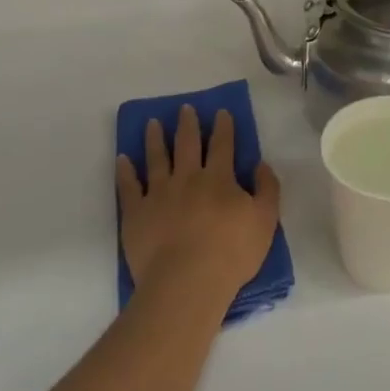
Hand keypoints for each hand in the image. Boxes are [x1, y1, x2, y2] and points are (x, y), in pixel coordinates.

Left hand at [116, 105, 279, 308]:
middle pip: (187, 144)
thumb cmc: (232, 252)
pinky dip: (125, 171)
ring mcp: (158, 194)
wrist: (187, 282)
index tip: (221, 111)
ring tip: (152, 123)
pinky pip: (128, 186)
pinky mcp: (136, 213)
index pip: (223, 145)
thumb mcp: (266, 220)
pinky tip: (123, 159)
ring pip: (156, 158)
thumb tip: (261, 164)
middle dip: (188, 124)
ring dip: (155, 139)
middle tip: (184, 108)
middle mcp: (187, 178)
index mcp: (219, 178)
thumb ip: (267, 189)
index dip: (223, 127)